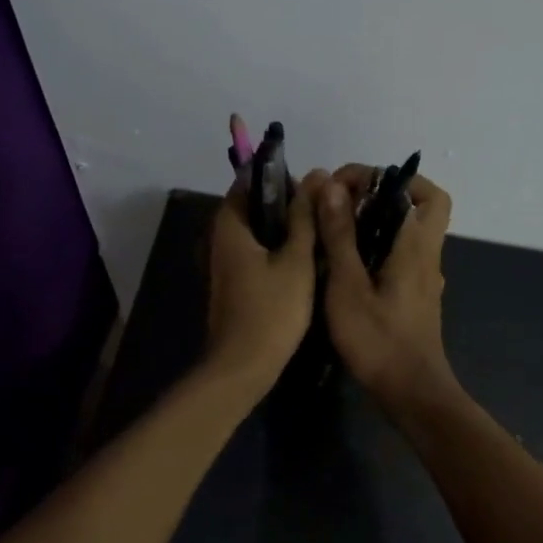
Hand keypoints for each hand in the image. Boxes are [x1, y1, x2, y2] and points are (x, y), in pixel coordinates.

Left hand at [205, 170, 326, 391]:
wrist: (242, 366)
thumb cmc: (272, 310)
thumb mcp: (296, 260)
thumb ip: (305, 217)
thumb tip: (316, 176)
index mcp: (230, 225)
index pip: (249, 181)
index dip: (281, 179)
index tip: (313, 189)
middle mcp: (219, 237)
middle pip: (253, 205)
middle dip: (287, 204)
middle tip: (322, 211)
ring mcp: (224, 261)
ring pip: (257, 230)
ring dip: (284, 227)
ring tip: (319, 231)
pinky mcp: (232, 281)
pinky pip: (255, 251)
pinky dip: (276, 248)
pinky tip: (304, 259)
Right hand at [314, 165, 456, 408]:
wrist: (411, 393)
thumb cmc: (378, 340)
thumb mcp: (348, 285)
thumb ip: (340, 234)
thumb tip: (331, 185)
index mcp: (416, 245)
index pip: (422, 191)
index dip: (387, 177)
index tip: (346, 185)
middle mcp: (427, 255)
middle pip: (418, 207)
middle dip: (381, 194)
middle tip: (342, 202)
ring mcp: (423, 277)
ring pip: (407, 231)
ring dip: (376, 220)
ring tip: (334, 226)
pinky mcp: (414, 295)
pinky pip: (399, 253)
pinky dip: (376, 244)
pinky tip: (344, 261)